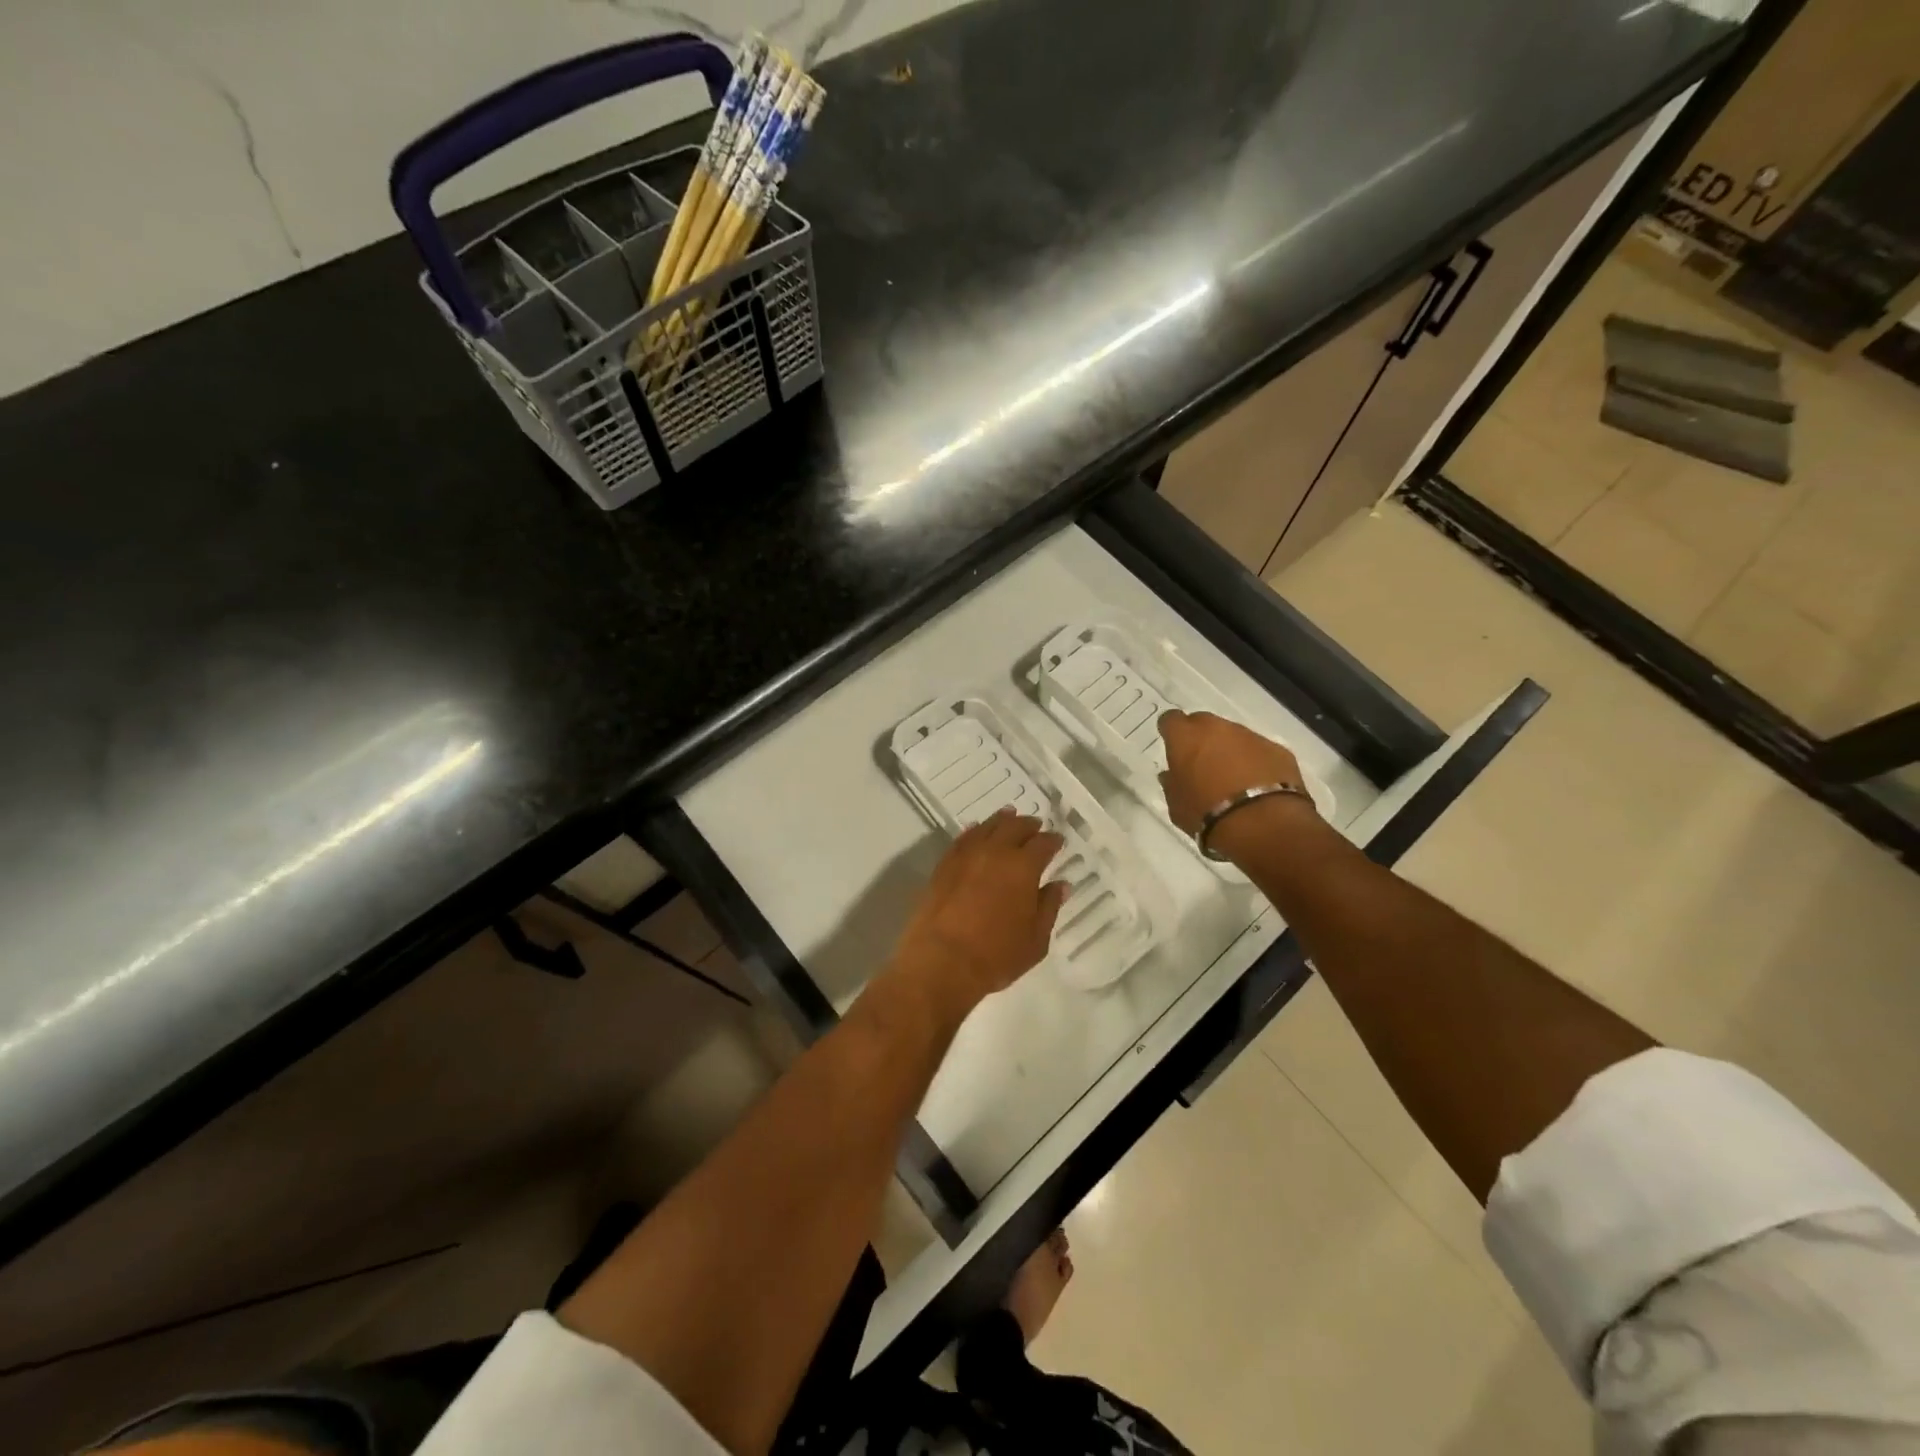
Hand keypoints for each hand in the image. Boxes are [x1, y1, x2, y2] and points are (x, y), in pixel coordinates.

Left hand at [893, 809, 1066, 1011]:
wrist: (941, 962)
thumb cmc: (995, 956)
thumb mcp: (1035, 940)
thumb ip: (1048, 907)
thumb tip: (1060, 885)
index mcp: (1023, 867)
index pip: (1043, 844)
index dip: (1053, 841)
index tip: (1057, 841)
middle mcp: (995, 852)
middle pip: (1014, 827)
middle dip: (1028, 825)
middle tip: (1035, 826)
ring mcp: (966, 856)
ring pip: (987, 827)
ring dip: (1001, 821)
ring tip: (1008, 816)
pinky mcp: (943, 865)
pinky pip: (962, 839)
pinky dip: (974, 832)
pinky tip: (976, 832)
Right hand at [1158, 710, 1309, 836]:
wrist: (1262, 823)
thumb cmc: (1206, 813)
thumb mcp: (1176, 805)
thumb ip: (1172, 784)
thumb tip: (1171, 775)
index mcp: (1185, 737)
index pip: (1171, 720)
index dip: (1171, 732)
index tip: (1173, 746)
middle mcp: (1217, 728)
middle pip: (1204, 723)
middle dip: (1201, 738)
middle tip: (1201, 763)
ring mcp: (1250, 736)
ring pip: (1234, 736)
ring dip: (1230, 750)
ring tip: (1232, 778)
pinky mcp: (1277, 749)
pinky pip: (1260, 751)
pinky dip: (1256, 762)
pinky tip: (1257, 785)